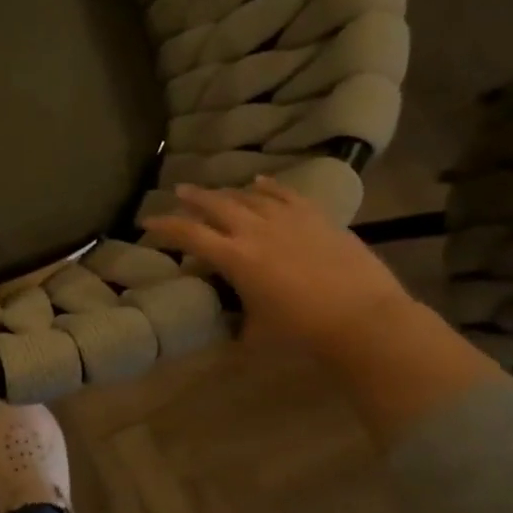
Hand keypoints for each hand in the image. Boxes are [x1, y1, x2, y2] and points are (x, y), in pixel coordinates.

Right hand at [142, 178, 416, 354]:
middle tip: (179, 191)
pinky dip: (268, 186)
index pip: (188, 234)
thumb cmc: (302, 332)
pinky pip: (286, 194)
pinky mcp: (317, 218)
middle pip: (215, 204)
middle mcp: (255, 231)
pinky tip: (259, 181)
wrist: (365, 319)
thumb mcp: (255, 331)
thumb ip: (236, 319)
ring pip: (249, 196)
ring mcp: (288, 220)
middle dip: (193, 197)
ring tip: (216, 191)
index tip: (147, 221)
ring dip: (227, 191)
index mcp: (234, 258)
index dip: (164, 226)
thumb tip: (228, 321)